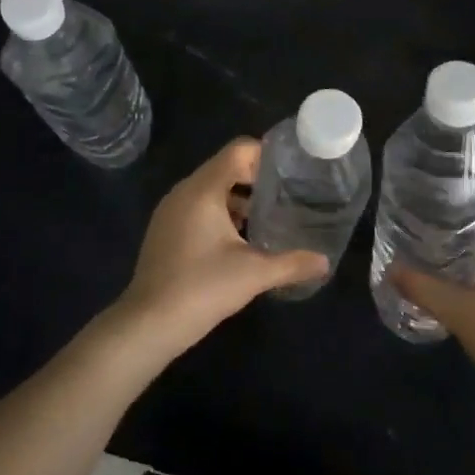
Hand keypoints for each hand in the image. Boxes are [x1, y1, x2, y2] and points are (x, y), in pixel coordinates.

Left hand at [113, 139, 328, 359]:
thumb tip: (325, 262)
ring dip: (238, 197)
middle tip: (286, 195)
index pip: (238, 150)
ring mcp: (170, 210)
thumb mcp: (254, 274)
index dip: (266, 154)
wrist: (148, 324)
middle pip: (225, 167)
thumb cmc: (202, 288)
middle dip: (256, 178)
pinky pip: (197, 206)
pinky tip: (239, 239)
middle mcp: (184, 191)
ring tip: (267, 217)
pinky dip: (220, 212)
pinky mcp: (165, 229)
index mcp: (203, 189)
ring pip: (211, 188)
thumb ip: (292, 263)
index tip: (291, 172)